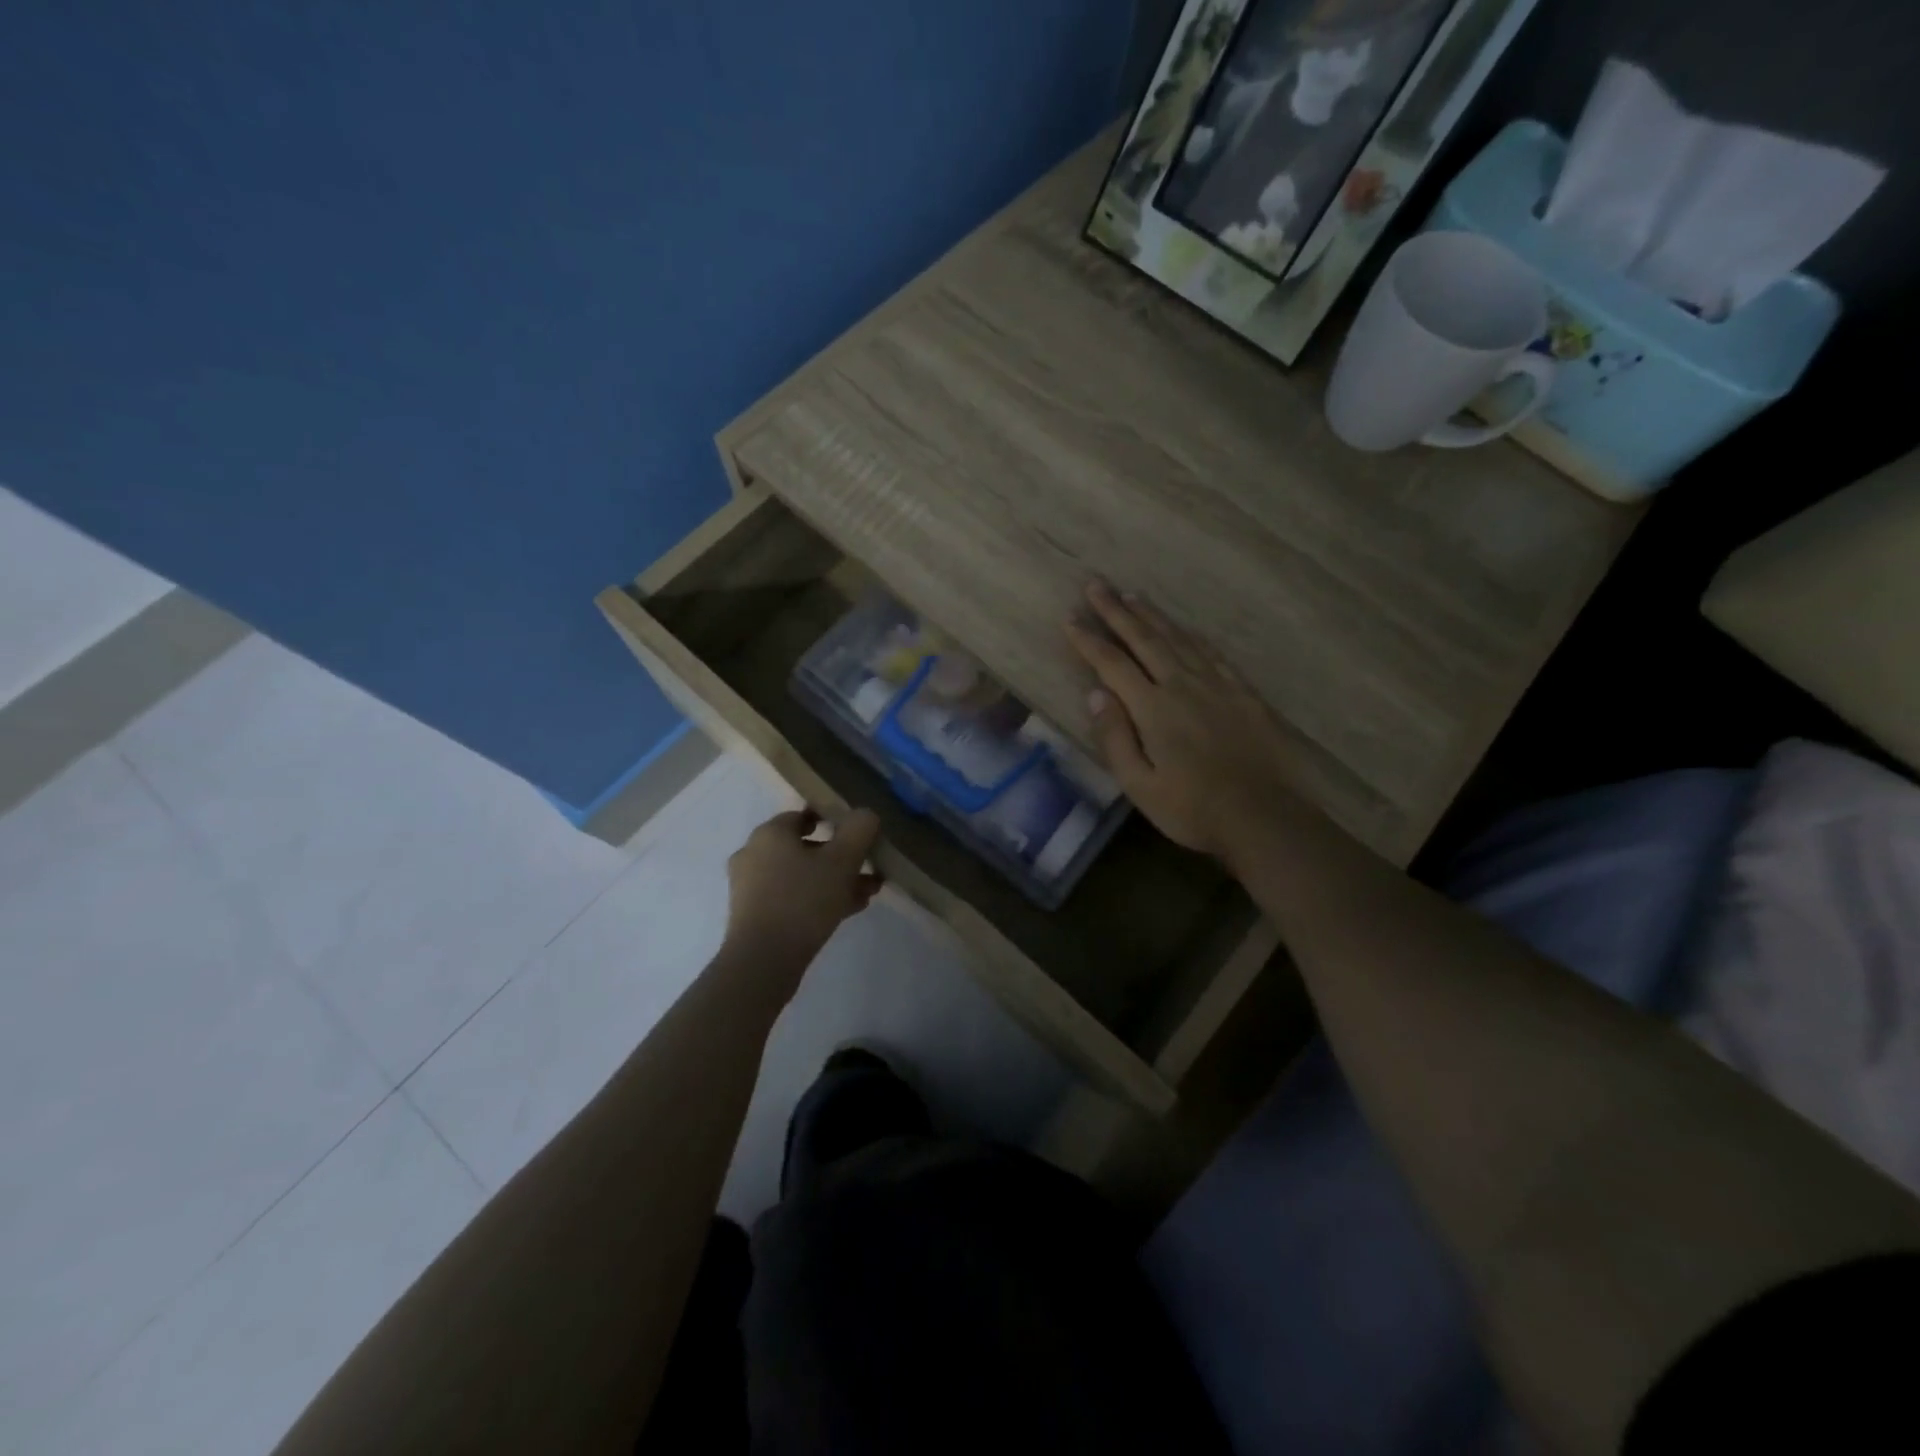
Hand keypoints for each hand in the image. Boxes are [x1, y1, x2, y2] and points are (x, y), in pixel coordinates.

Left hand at [723, 808, 882, 970]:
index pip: (803, 815)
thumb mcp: (842, 861)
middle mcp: (754, 854)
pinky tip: (846, 911)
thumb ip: (858, 830)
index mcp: (770, 833)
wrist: (763, 961)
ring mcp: (750, 887)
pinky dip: (816, 899)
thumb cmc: (803, 900)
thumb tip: (865, 814)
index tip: (857, 834)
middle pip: (804, 848)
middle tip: (868, 869)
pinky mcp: (753, 915)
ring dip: (833, 881)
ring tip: (866, 894)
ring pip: (800, 875)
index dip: (833, 821)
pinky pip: (791, 897)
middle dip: (839, 857)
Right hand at [1065, 580, 1300, 867]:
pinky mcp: (1243, 692)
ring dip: (1152, 616)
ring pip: (1178, 639)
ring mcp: (1217, 685)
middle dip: (1117, 611)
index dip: (1089, 640)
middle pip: (1144, 639)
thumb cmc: (1192, 809)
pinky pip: (1212, 653)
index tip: (1070, 618)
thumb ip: (1115, 737)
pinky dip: (1192, 635)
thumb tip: (1096, 694)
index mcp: (1153, 708)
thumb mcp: (1140, 785)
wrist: (1264, 816)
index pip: (1112, 665)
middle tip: (1096, 585)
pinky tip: (1185, 629)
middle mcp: (1182, 685)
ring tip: (1133, 595)